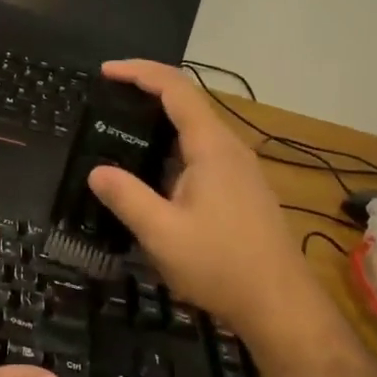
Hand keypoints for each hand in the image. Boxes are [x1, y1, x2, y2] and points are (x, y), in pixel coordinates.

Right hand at [86, 60, 315, 338]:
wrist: (280, 305)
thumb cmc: (220, 265)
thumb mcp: (162, 234)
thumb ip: (126, 198)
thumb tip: (96, 171)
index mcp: (212, 148)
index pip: (175, 89)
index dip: (140, 72)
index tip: (105, 72)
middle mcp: (230, 149)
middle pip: (188, 104)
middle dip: (146, 94)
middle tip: (106, 103)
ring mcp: (240, 170)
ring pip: (196, 131)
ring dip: (160, 124)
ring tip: (122, 135)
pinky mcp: (242, 191)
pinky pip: (202, 154)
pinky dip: (172, 150)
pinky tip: (154, 175)